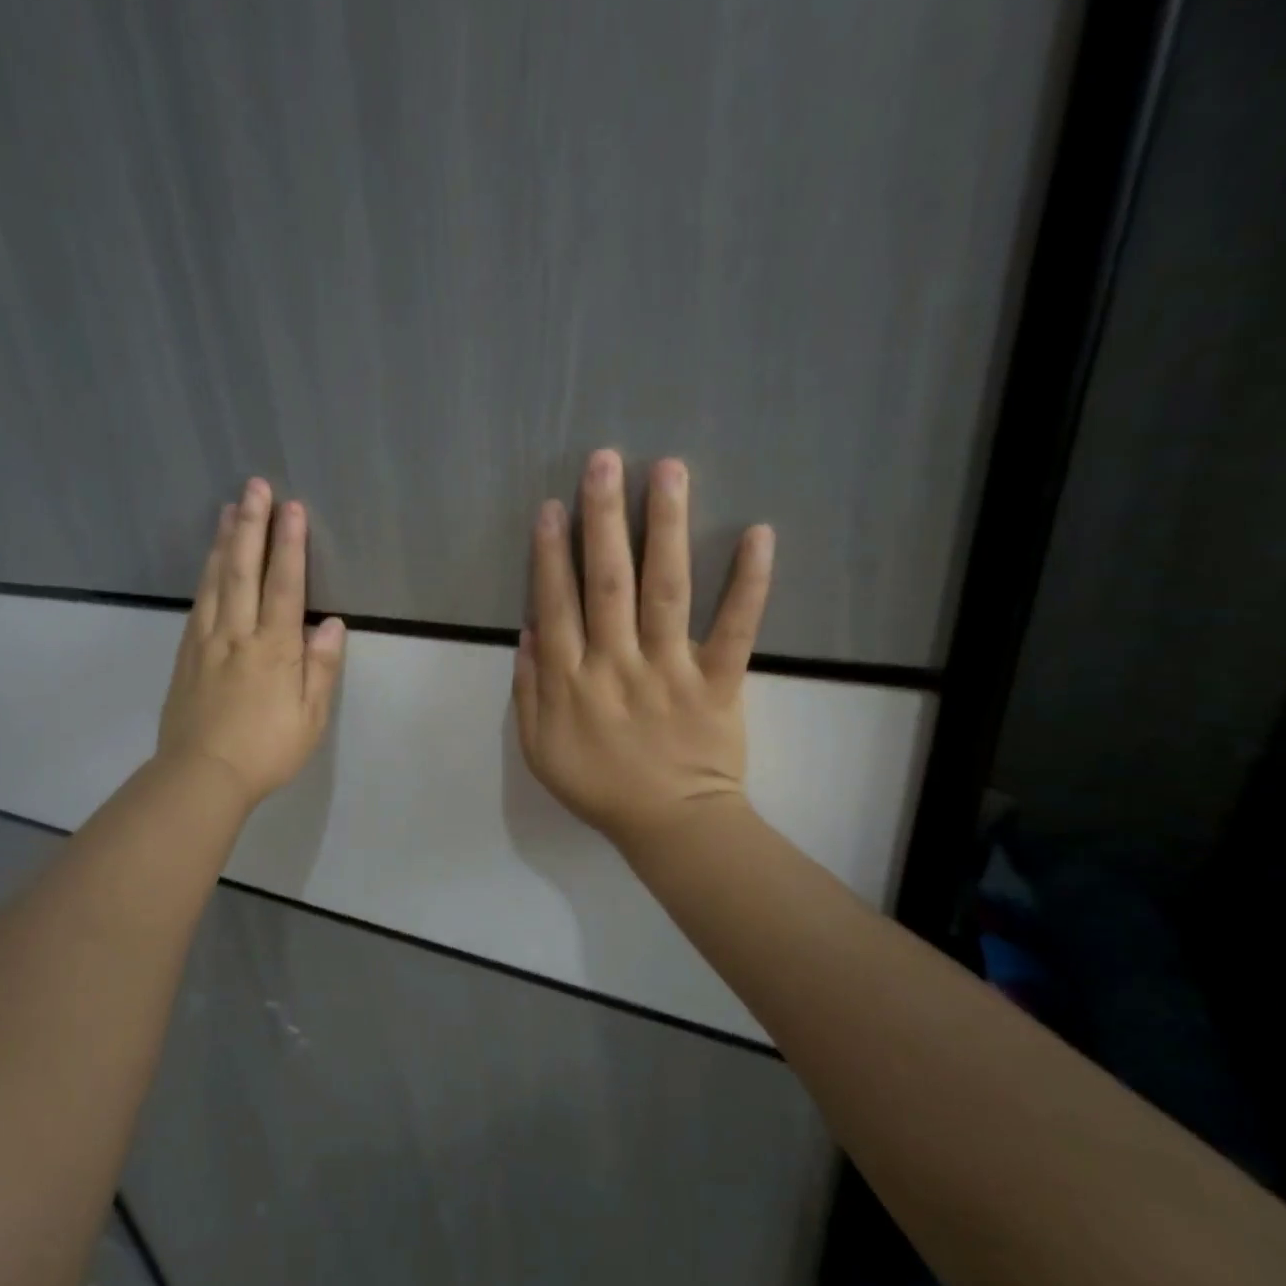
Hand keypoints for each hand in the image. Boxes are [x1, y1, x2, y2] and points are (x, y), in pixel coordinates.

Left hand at [157, 477, 346, 807]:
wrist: (200, 775)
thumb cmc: (266, 750)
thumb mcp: (309, 717)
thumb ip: (321, 668)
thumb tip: (332, 625)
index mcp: (273, 649)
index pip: (284, 585)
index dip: (290, 544)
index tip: (292, 508)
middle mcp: (237, 634)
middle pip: (244, 570)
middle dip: (251, 525)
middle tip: (254, 486)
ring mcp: (206, 641)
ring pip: (216, 581)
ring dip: (225, 541)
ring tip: (229, 508)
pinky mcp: (186, 654)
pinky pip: (198, 602)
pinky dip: (206, 574)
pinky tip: (210, 561)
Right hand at [513, 448, 773, 853]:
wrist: (670, 826)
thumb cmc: (600, 787)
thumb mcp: (539, 750)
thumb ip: (528, 692)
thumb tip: (528, 630)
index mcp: (571, 682)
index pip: (557, 606)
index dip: (552, 554)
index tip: (553, 505)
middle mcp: (617, 665)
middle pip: (607, 584)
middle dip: (604, 520)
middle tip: (604, 460)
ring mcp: (670, 670)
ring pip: (666, 592)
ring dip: (665, 529)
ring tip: (668, 471)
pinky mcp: (719, 681)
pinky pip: (735, 629)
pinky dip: (749, 584)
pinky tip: (758, 534)